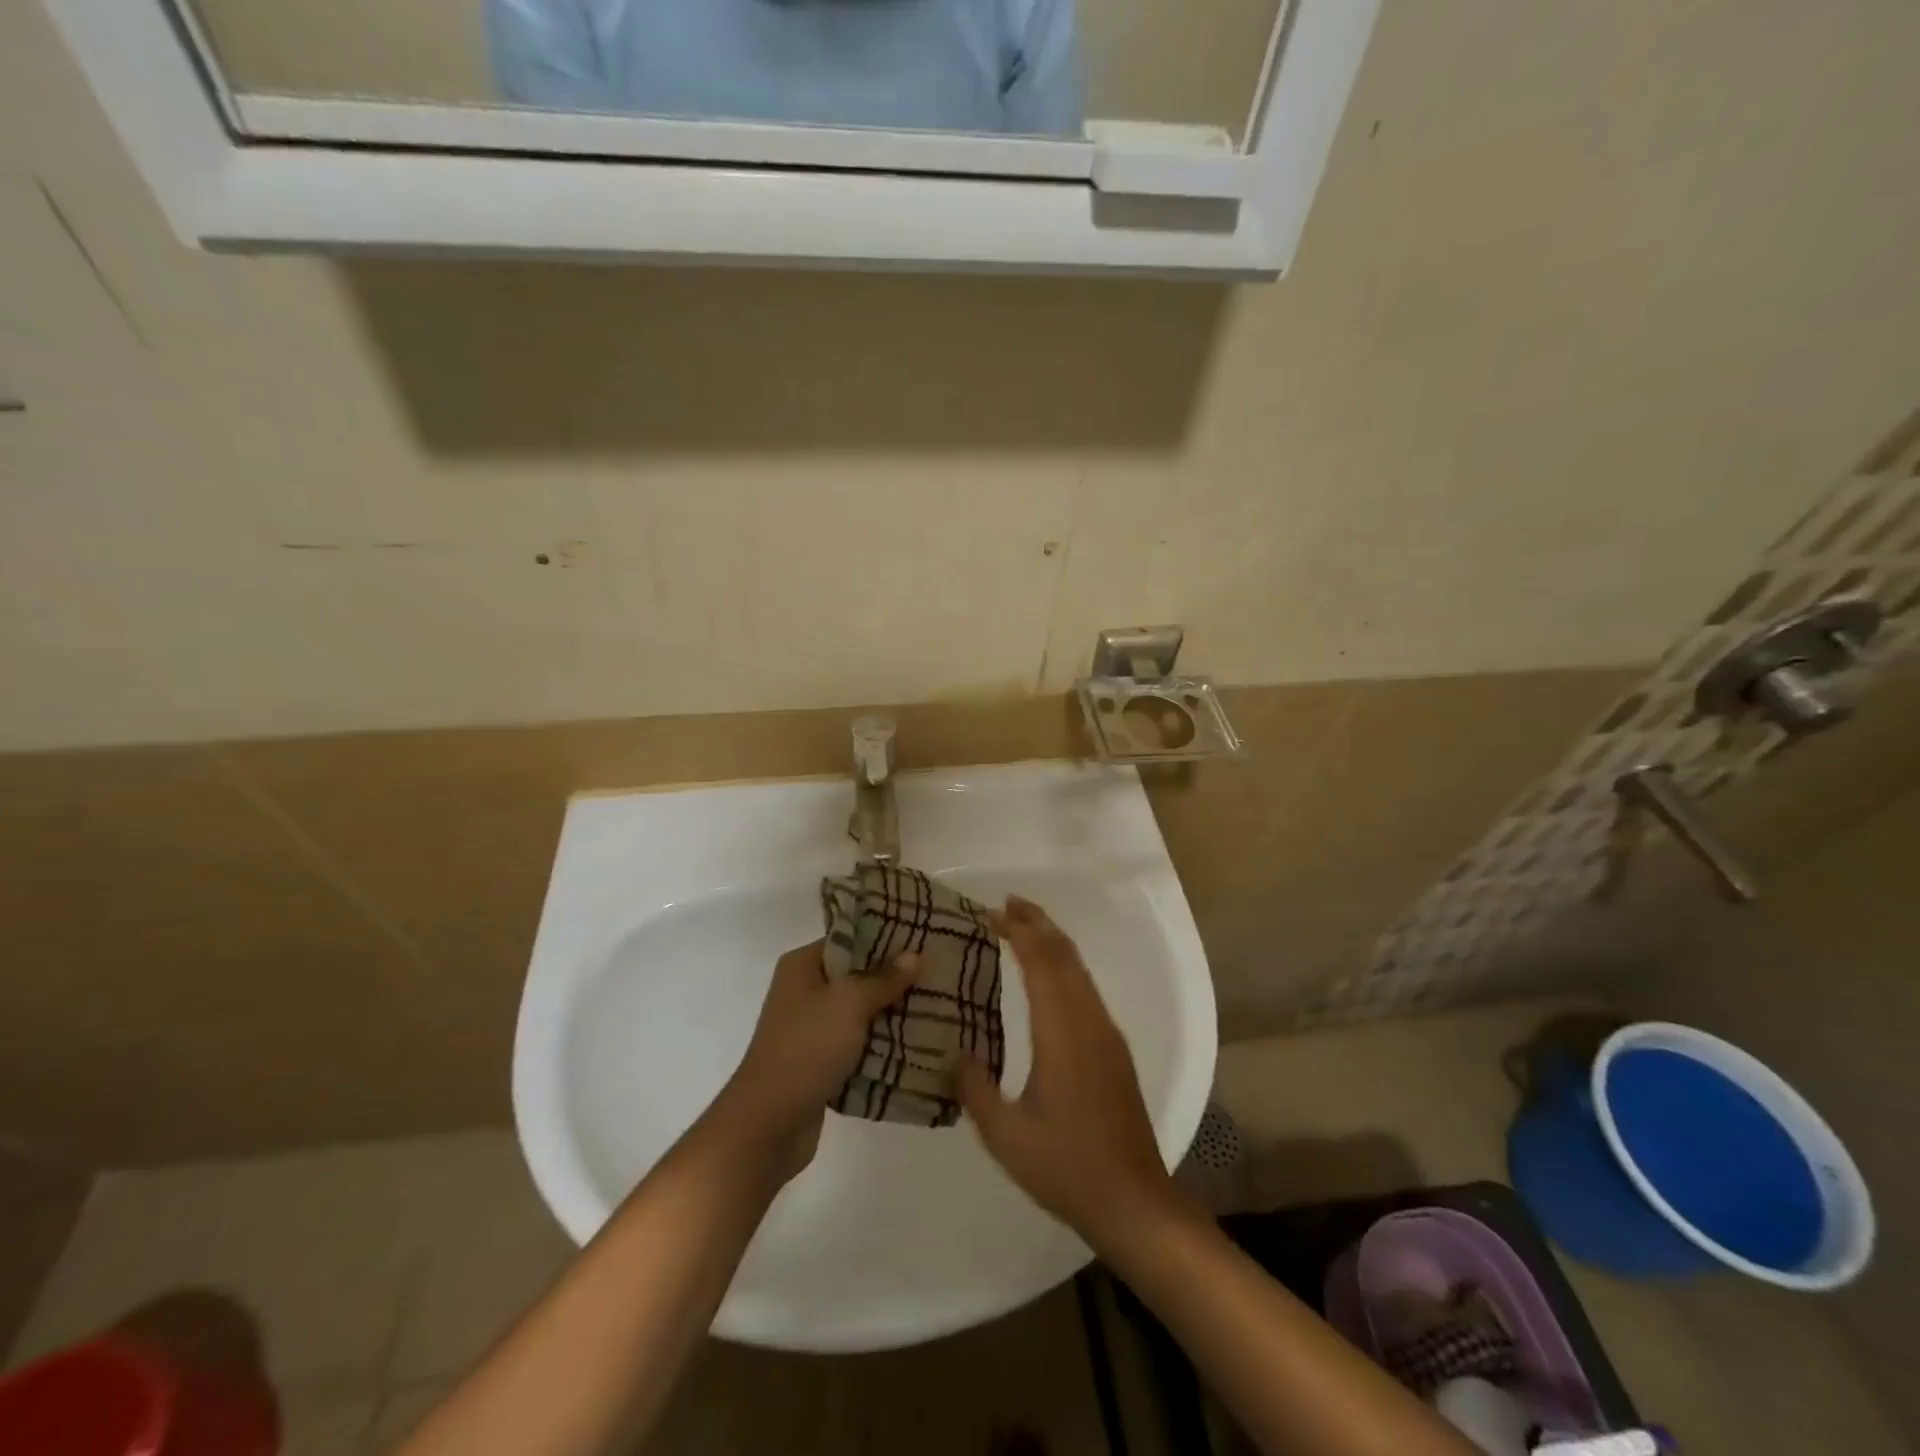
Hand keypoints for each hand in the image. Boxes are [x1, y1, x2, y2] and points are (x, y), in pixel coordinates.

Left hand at [718, 939, 918, 1183]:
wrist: (770, 1123)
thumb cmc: (807, 1047)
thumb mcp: (849, 1003)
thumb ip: (882, 979)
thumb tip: (913, 955)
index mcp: (802, 966)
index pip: (849, 939)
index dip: (885, 938)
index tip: (923, 937)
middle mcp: (804, 991)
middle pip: (857, 975)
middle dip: (894, 977)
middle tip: (938, 972)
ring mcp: (812, 1028)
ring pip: (861, 1012)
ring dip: (892, 1012)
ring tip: (938, 1004)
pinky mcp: (821, 1061)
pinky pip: (859, 1043)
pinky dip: (882, 1043)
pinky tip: (918, 1041)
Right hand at [955, 897, 1185, 1249]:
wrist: (1133, 1201)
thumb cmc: (1067, 1167)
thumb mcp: (1005, 1135)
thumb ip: (974, 1088)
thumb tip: (953, 1051)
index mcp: (1062, 1033)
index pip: (1042, 963)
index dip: (1020, 931)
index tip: (993, 912)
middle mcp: (1089, 1022)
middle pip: (1065, 955)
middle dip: (1038, 923)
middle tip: (1006, 904)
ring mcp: (1107, 1034)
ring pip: (1080, 970)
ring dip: (1053, 942)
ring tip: (1024, 927)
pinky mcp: (1114, 1050)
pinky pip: (1087, 989)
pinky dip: (1064, 966)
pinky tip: (1049, 977)